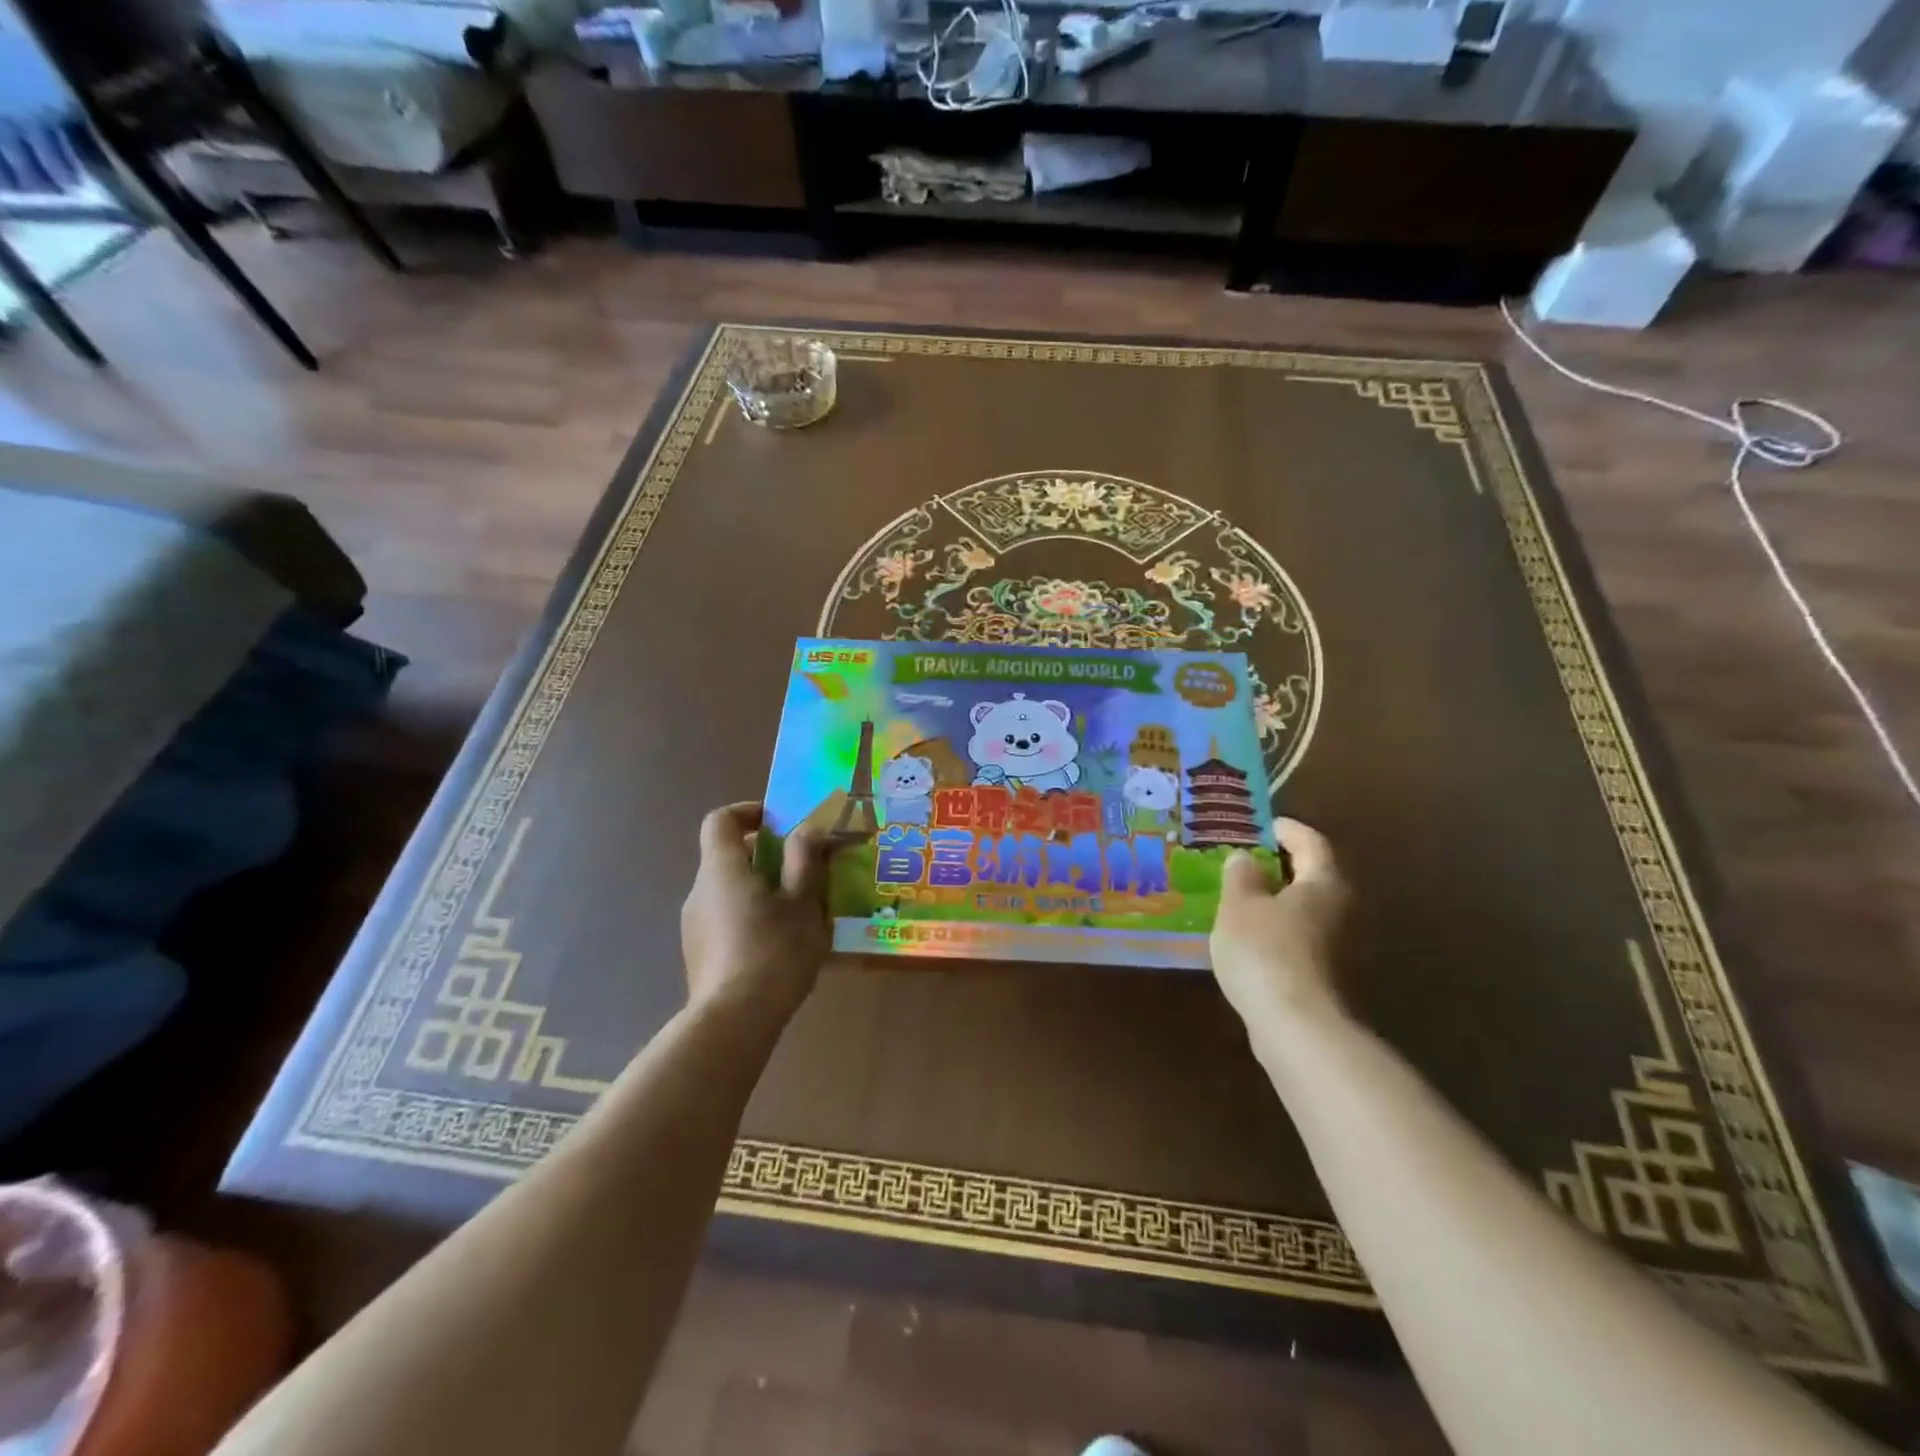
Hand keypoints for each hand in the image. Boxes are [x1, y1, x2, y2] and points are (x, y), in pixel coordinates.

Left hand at [680, 802, 830, 1021]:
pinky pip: (726, 920)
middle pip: (728, 857)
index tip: (781, 822)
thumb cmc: (774, 951)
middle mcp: (700, 891)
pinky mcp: (699, 956)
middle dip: (767, 857)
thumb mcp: (803, 901)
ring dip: (761, 890)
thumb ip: (804, 859)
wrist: (733, 1022)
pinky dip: (751, 918)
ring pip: (729, 892)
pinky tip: (780, 946)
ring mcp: (694, 926)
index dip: (749, 812)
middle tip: (804, 871)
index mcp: (722, 869)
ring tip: (799, 912)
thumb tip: (807, 829)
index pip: (721, 820)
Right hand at [1209, 818, 1351, 1034]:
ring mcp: (1338, 947)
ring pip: (1305, 910)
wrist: (1295, 1026)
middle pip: (1313, 876)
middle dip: (1281, 866)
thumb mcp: (1239, 905)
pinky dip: (1277, 929)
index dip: (1287, 829)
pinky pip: (1299, 937)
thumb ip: (1241, 876)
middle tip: (1246, 859)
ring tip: (1240, 897)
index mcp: (1323, 883)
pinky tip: (1249, 937)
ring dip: (1277, 900)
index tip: (1264, 825)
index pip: (1311, 842)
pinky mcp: (1326, 976)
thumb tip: (1245, 858)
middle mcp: (1340, 909)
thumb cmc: (1265, 950)